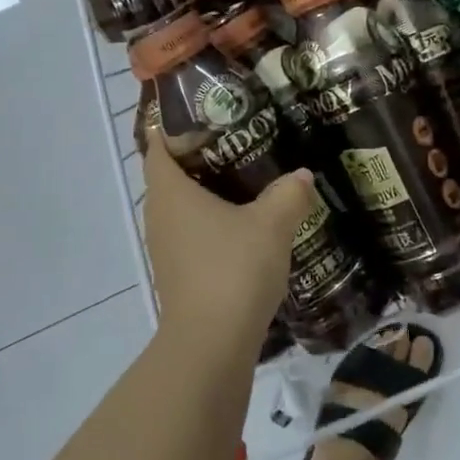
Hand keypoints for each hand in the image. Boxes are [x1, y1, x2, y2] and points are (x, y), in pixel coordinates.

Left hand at [141, 125, 314, 358]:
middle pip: (171, 174)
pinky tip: (245, 224)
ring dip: (208, 192)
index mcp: (170, 192)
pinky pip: (191, 233)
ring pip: (182, 206)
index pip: (158, 145)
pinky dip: (212, 222)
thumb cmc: (233, 270)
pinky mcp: (178, 273)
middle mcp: (159, 215)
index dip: (176, 126)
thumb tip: (301, 175)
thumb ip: (288, 193)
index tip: (207, 113)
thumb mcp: (272, 224)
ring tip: (247, 179)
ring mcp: (166, 247)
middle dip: (200, 156)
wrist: (211, 346)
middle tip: (240, 140)